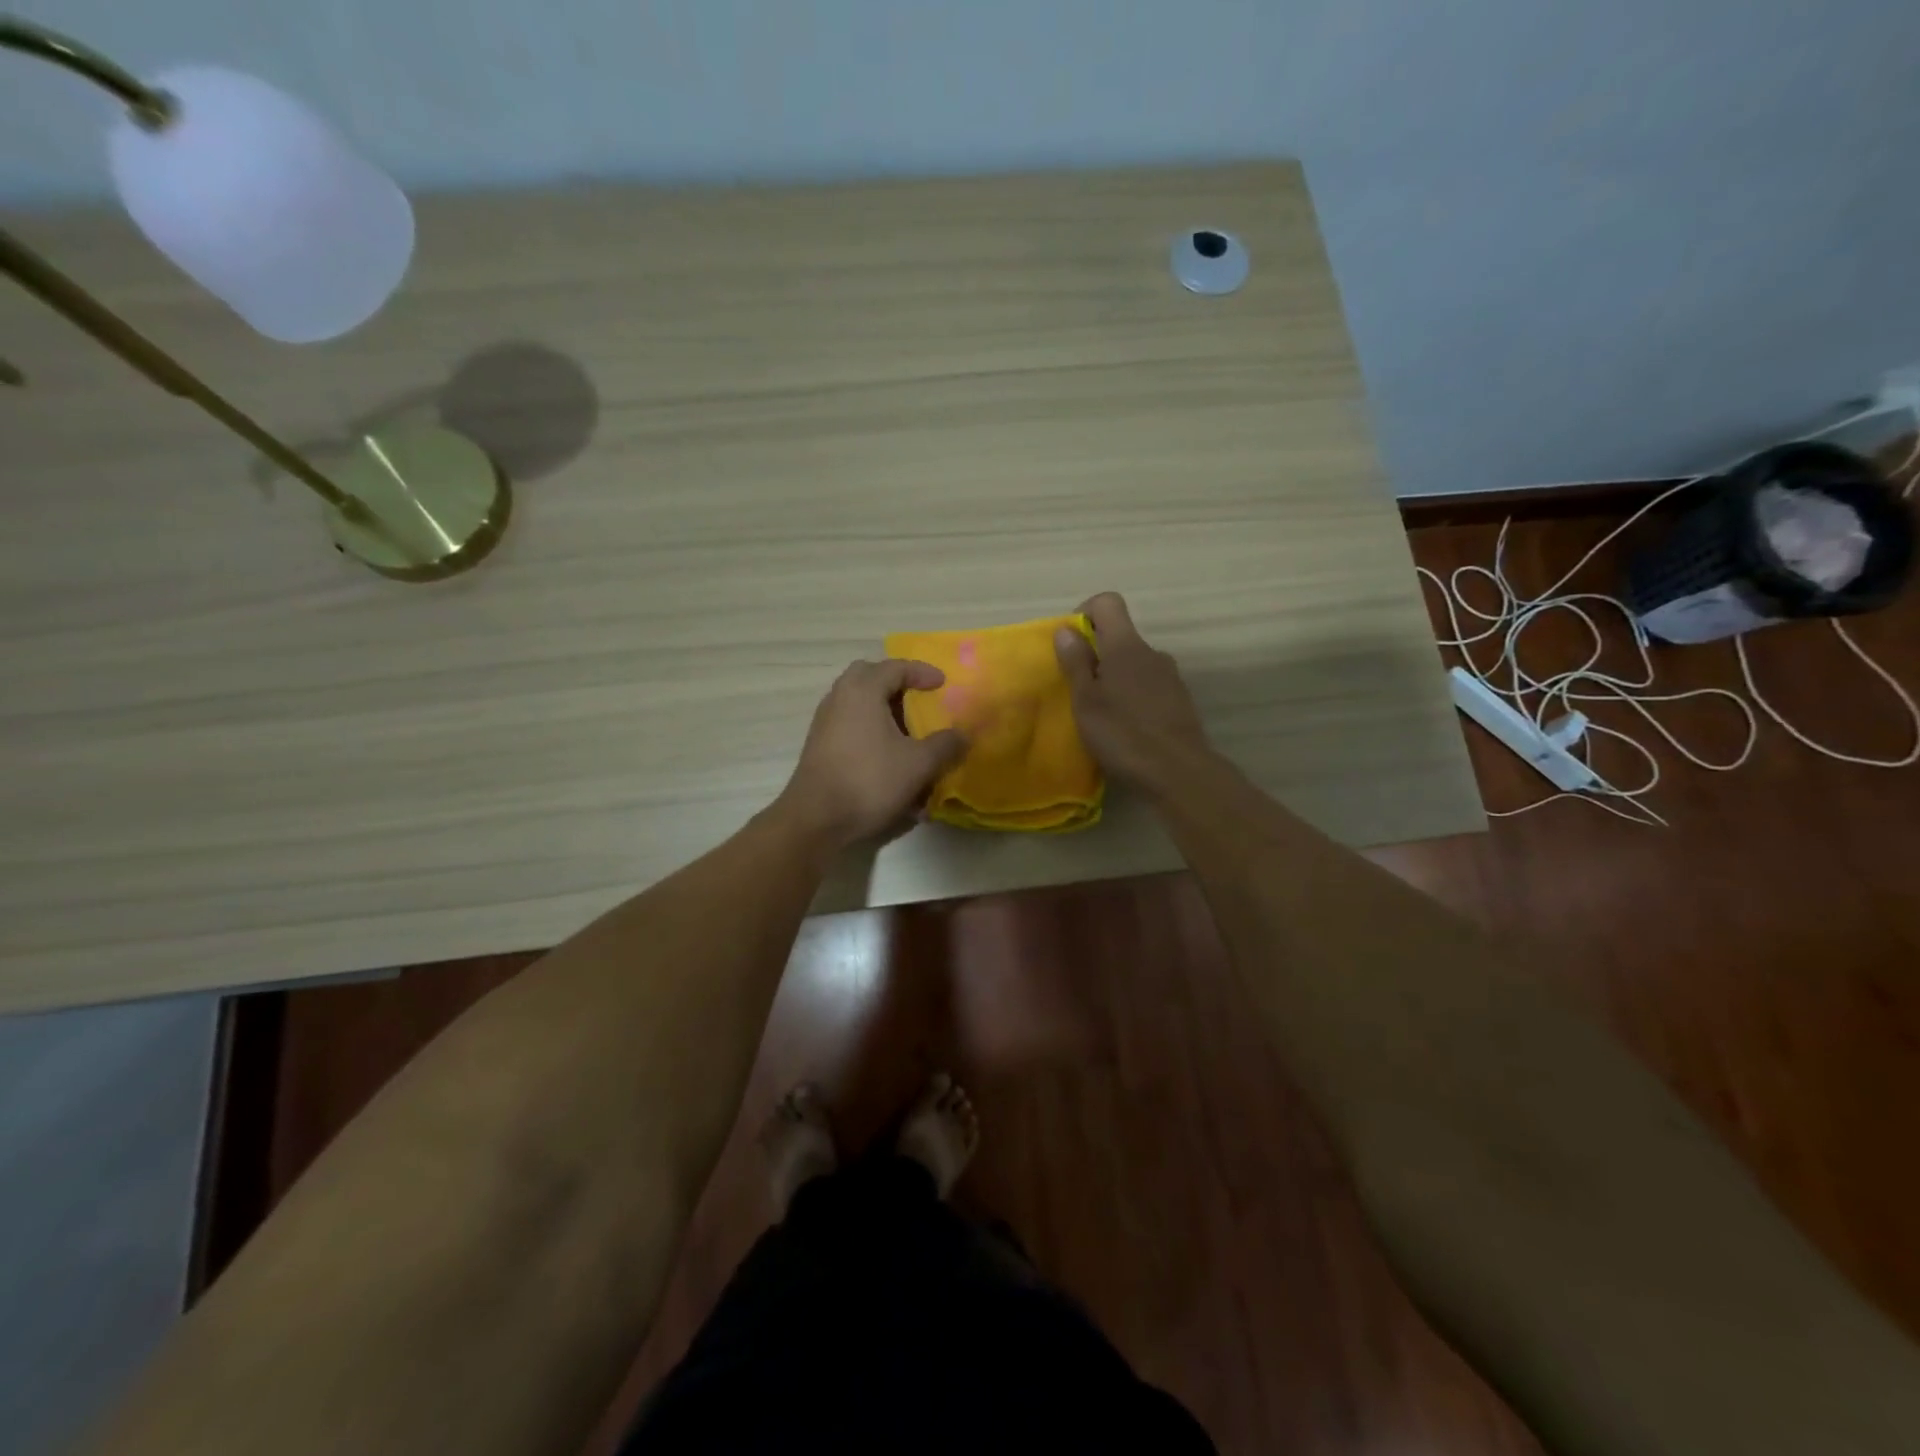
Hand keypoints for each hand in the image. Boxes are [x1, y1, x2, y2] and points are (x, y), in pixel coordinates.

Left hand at [773, 659, 967, 849]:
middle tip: (919, 698)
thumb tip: (963, 735)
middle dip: (897, 684)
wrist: (816, 820)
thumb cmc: (869, 780)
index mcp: (862, 691)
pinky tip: (890, 760)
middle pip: (869, 677)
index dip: (922, 672)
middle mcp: (839, 698)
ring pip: (859, 704)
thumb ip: (945, 745)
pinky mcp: (821, 747)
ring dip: (884, 711)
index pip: (895, 667)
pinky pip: (851, 726)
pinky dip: (872, 732)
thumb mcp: (918, 764)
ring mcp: (825, 723)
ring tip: (909, 733)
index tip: (943, 683)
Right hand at [1055, 592, 1211, 787]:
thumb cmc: (1123, 734)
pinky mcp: (1179, 701)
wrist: (1178, 773)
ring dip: (1115, 679)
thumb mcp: (1086, 700)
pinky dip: (1133, 697)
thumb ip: (1076, 662)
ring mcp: (1170, 677)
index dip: (1085, 613)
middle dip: (1096, 655)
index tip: (1071, 644)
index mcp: (1126, 645)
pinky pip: (1148, 687)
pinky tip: (1125, 728)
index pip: (1108, 602)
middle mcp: (1152, 653)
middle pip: (1120, 637)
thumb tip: (1066, 629)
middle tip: (1079, 690)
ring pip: (1134, 665)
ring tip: (1101, 714)